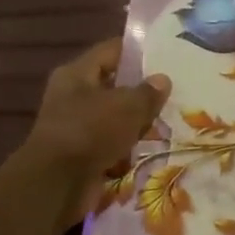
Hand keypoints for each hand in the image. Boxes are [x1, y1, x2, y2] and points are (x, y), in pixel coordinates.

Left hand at [18, 39, 169, 221]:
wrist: (57, 184)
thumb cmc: (90, 131)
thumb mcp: (127, 105)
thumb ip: (148, 91)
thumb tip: (163, 80)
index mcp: (77, 74)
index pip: (112, 50)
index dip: (140, 51)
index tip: (168, 54)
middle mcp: (73, 95)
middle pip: (115, 84)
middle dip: (143, 90)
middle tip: (176, 90)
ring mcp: (77, 125)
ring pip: (116, 115)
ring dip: (139, 121)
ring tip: (171, 119)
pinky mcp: (83, 152)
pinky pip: (113, 141)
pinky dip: (130, 145)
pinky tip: (154, 146)